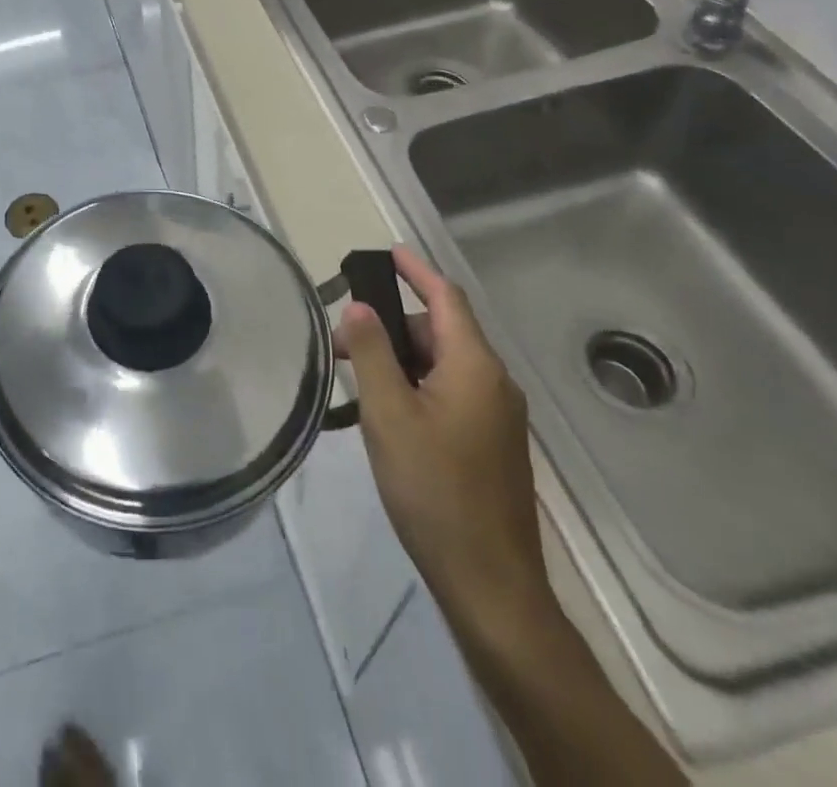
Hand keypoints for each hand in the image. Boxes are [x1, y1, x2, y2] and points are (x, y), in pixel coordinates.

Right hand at [334, 247, 549, 629]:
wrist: (491, 584)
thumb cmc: (435, 490)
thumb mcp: (389, 415)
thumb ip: (372, 354)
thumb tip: (358, 308)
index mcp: (475, 366)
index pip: (445, 298)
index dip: (416, 270)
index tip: (387, 252)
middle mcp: (493, 382)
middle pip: (439, 331)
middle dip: (389, 326)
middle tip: (340, 341)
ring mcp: (496, 416)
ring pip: (442, 365)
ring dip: (399, 359)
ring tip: (353, 378)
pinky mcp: (490, 444)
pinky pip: (449, 393)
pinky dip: (414, 385)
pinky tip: (383, 411)